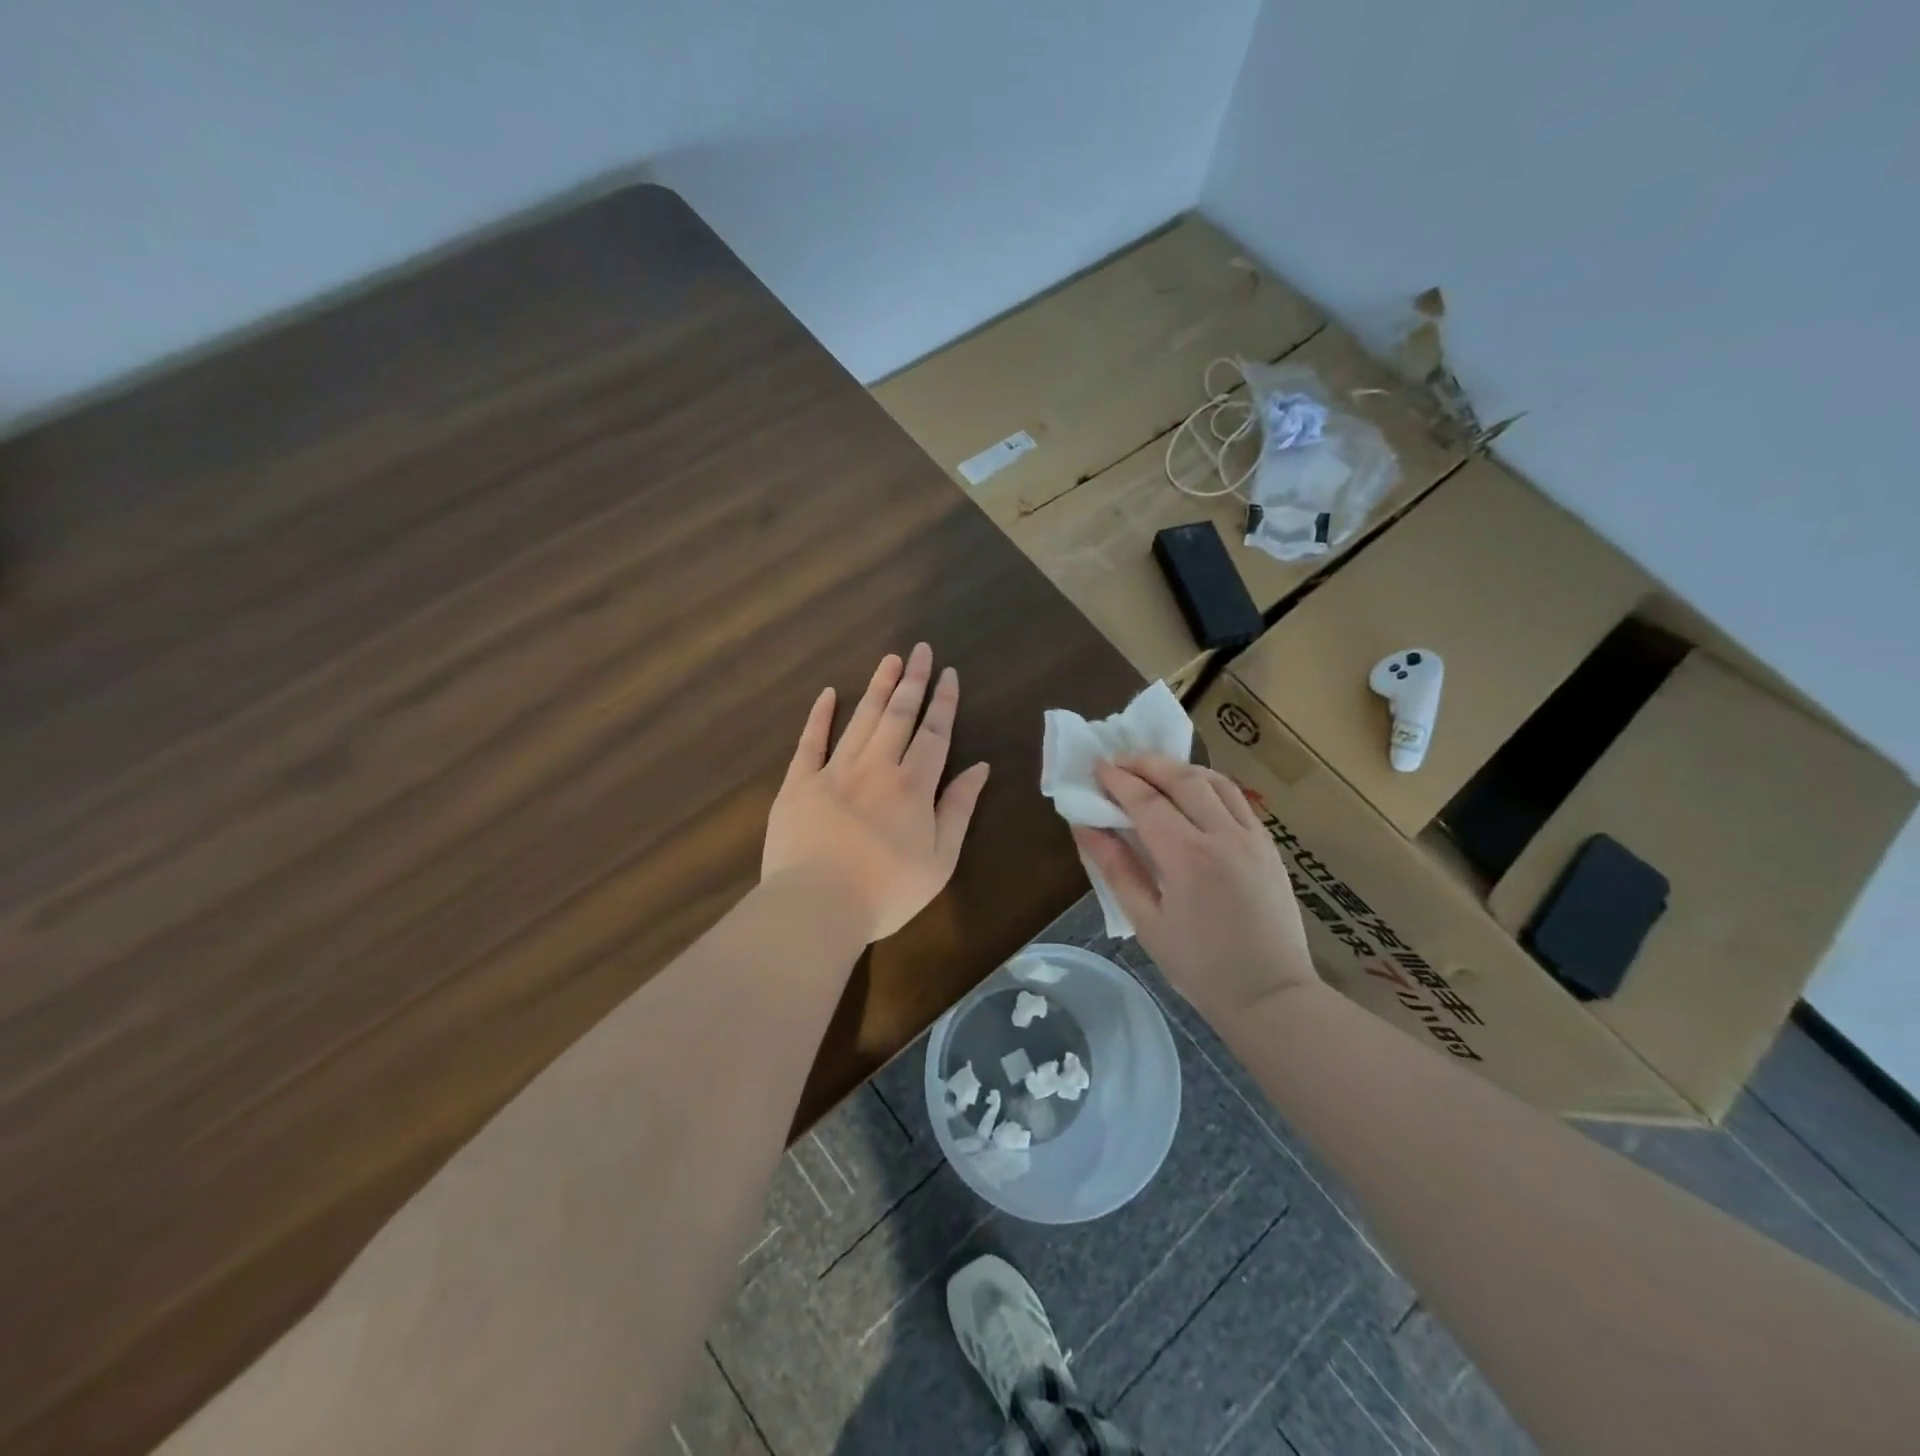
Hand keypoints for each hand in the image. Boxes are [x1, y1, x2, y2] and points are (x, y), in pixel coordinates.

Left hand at [764, 644, 991, 942]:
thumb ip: (959, 809)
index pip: (934, 733)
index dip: (943, 702)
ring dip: (877, 687)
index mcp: (913, 785)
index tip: (948, 673)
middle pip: (898, 715)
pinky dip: (820, 715)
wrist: (816, 906)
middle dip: (913, 680)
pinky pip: (810, 741)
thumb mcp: (940, 859)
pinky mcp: (798, 783)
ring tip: (889, 660)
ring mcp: (834, 771)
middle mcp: (876, 766)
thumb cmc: (886, 891)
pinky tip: (829, 693)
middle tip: (920, 649)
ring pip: (861, 719)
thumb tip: (980, 768)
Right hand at [1071, 754, 1317, 1021]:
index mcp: (1186, 856)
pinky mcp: (1269, 845)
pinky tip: (1193, 792)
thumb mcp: (1146, 921)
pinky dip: (1209, 784)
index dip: (1118, 780)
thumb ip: (1116, 868)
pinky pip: (1237, 799)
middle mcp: (1222, 835)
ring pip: (1214, 780)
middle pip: (1181, 778)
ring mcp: (1252, 837)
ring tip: (1153, 770)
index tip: (1096, 767)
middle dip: (1146, 763)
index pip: (1146, 800)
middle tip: (1119, 761)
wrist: (1271, 995)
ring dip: (1179, 768)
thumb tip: (1085, 827)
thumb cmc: (1200, 967)